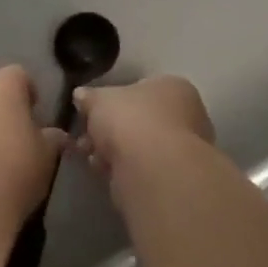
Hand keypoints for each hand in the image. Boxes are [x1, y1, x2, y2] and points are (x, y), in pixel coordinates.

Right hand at [75, 75, 214, 177]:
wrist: (153, 170)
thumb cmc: (131, 120)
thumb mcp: (99, 100)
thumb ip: (89, 97)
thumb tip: (81, 95)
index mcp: (173, 87)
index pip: (141, 89)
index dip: (113, 101)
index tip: (91, 113)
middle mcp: (186, 114)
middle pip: (140, 119)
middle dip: (110, 130)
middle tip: (86, 138)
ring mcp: (184, 149)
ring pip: (140, 146)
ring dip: (114, 151)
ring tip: (91, 158)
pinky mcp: (175, 178)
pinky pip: (142, 168)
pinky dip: (123, 170)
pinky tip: (105, 172)